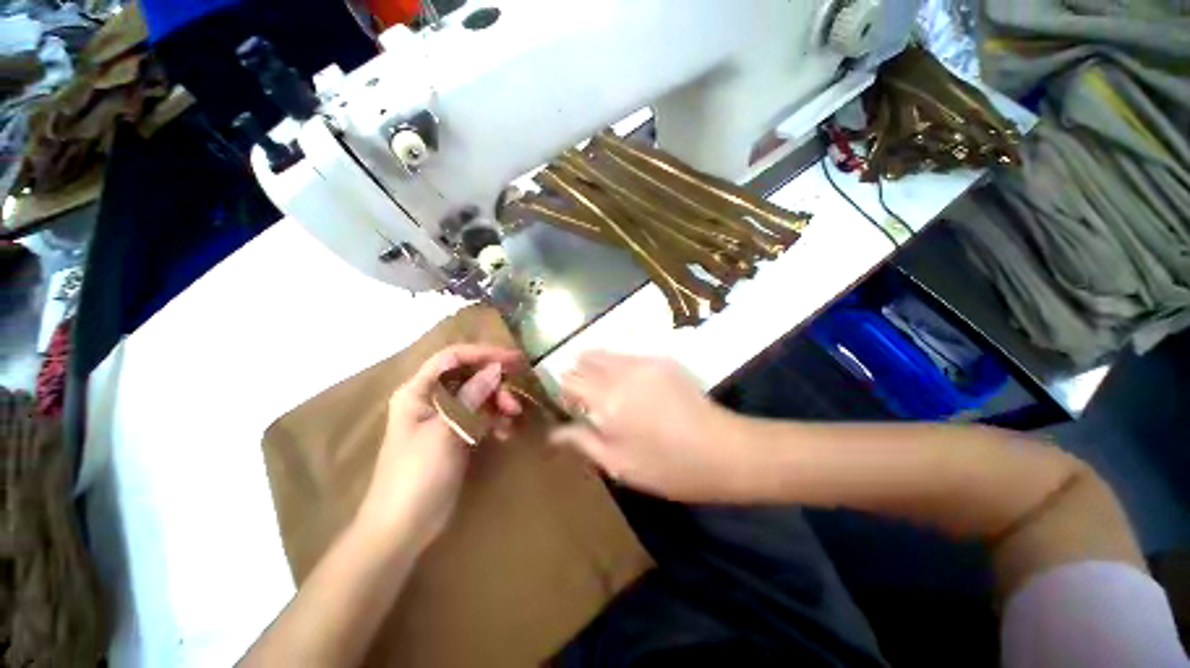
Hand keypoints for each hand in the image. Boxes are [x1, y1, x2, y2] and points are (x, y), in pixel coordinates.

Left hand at [358, 344, 523, 550]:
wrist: (403, 526)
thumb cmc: (418, 474)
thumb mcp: (445, 431)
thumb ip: (470, 396)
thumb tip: (494, 368)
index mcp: (419, 390)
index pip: (453, 358)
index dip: (484, 353)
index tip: (513, 359)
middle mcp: (431, 398)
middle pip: (468, 375)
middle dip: (495, 381)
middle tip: (518, 390)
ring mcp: (444, 417)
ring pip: (477, 395)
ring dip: (498, 401)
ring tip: (513, 415)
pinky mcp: (455, 434)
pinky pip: (479, 416)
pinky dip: (494, 419)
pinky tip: (506, 431)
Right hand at [550, 351, 748, 501]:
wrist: (723, 450)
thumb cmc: (666, 465)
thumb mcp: (618, 463)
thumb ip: (582, 441)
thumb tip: (553, 433)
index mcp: (607, 398)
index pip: (570, 378)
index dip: (566, 391)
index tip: (573, 407)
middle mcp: (623, 370)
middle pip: (587, 357)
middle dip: (581, 374)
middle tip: (590, 400)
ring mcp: (646, 360)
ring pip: (608, 353)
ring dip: (600, 368)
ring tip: (612, 394)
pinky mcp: (663, 360)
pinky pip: (630, 356)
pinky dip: (621, 367)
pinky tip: (637, 389)